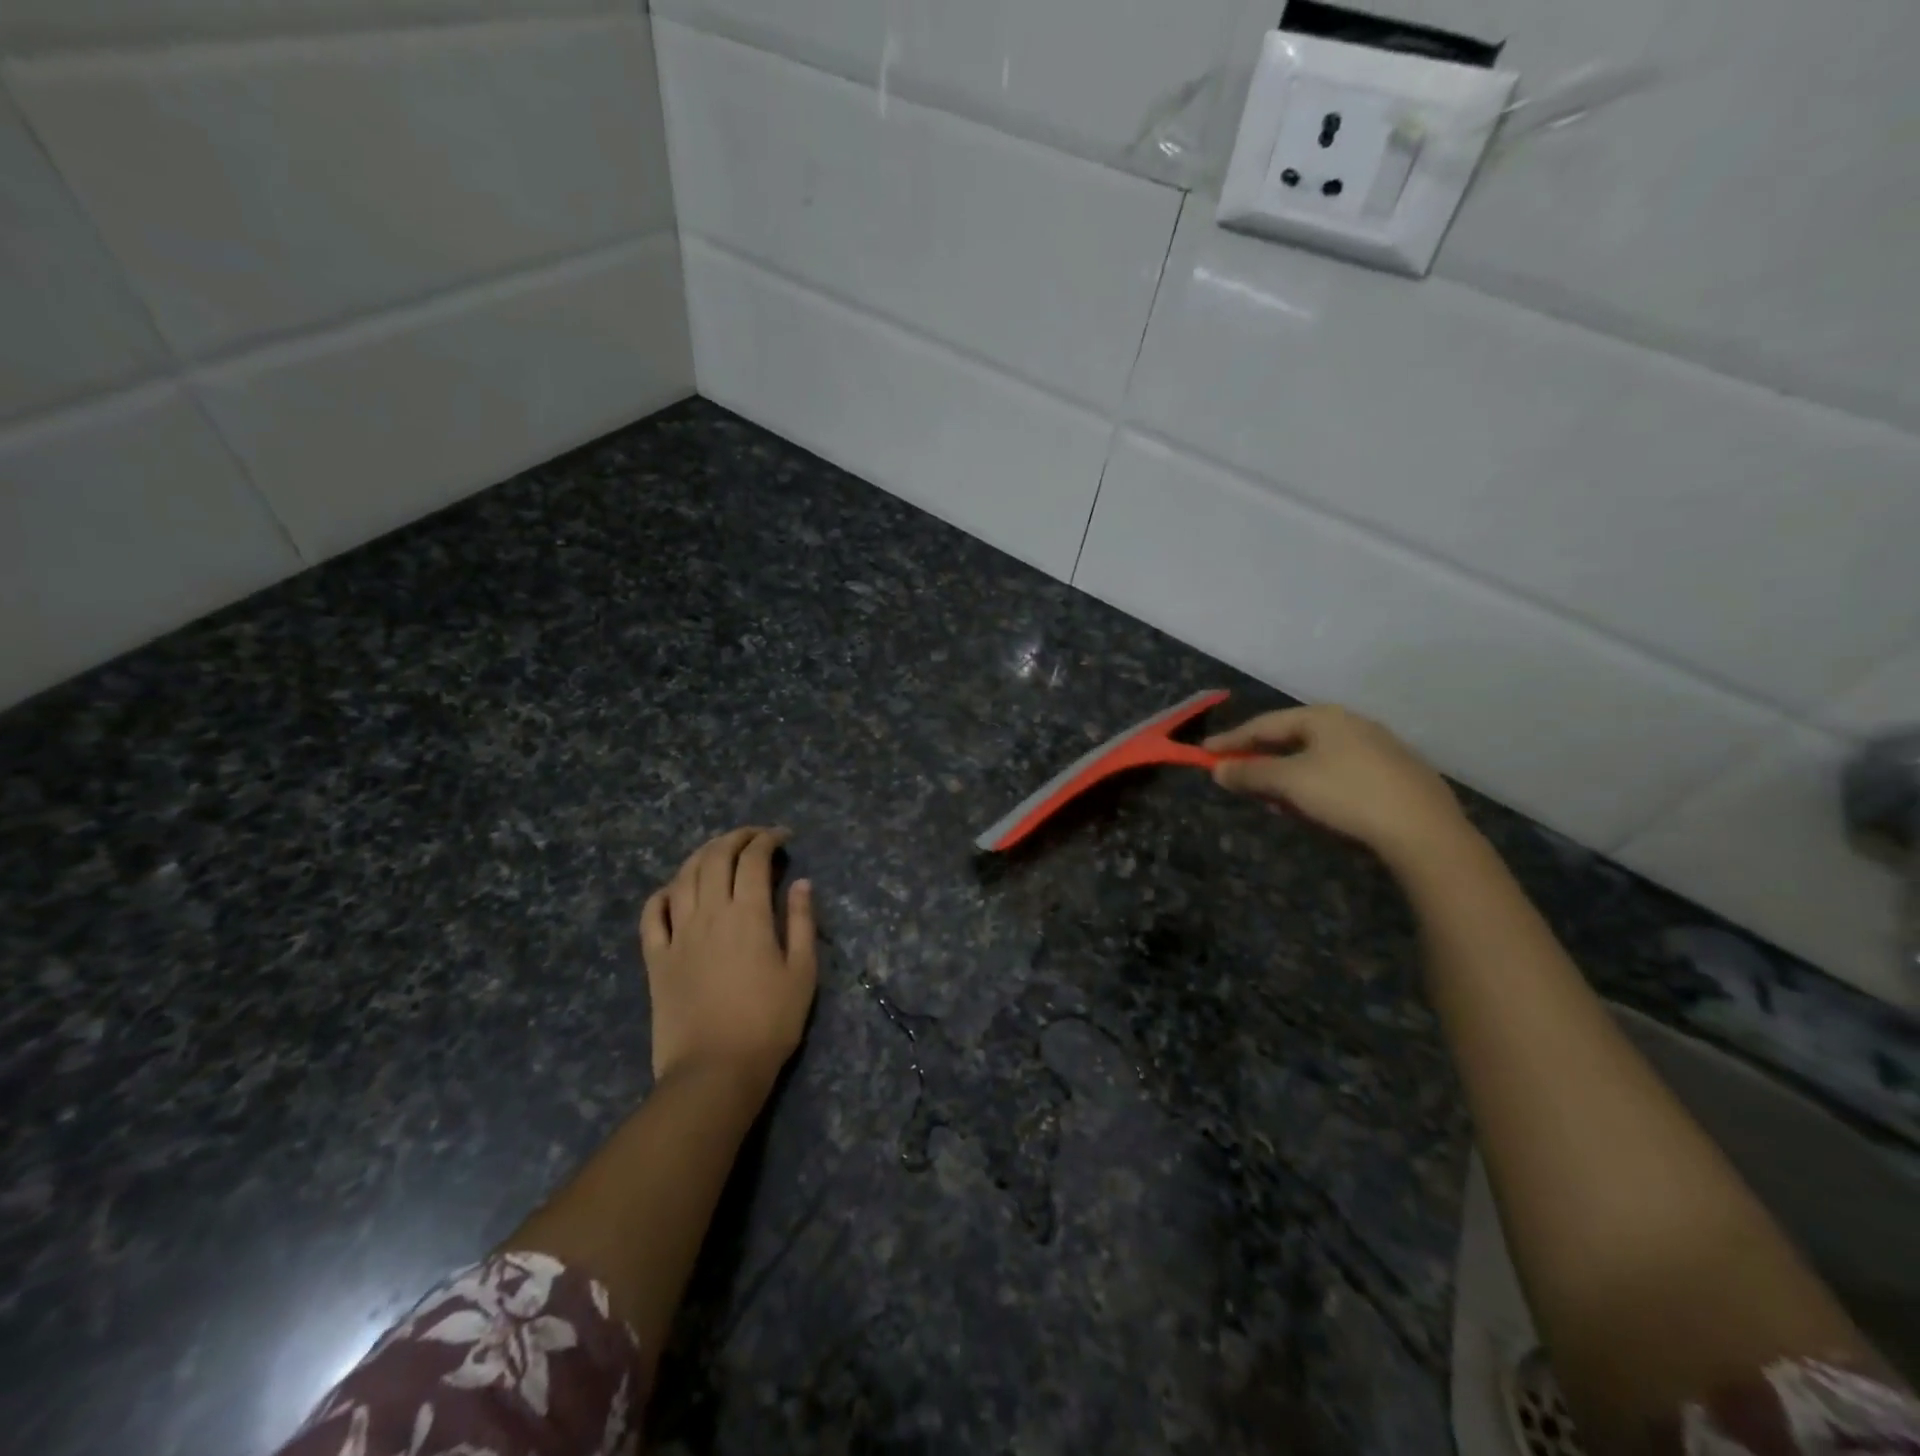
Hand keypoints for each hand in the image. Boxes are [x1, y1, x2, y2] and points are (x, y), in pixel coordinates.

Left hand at [640, 827, 817, 1089]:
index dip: (768, 839)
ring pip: (683, 876)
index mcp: (748, 915)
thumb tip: (802, 882)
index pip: (754, 859)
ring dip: (702, 854)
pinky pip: (651, 913)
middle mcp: (709, 913)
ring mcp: (677, 934)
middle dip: (736, 837)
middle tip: (754, 837)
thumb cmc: (769, 1023)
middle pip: (715, 857)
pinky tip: (675, 889)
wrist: (714, 1071)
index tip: (783, 837)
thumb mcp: (802, 973)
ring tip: (719, 851)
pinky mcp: (656, 958)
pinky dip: (663, 892)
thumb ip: (802, 922)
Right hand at [1205, 704, 1472, 868]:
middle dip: (1262, 760)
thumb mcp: (1288, 783)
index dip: (1231, 740)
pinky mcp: (1397, 776)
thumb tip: (1217, 769)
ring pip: (1317, 759)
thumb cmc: (1347, 795)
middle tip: (1239, 779)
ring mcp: (1379, 748)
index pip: (1265, 724)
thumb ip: (1250, 773)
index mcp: (1324, 717)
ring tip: (1276, 801)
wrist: (1425, 831)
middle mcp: (1352, 724)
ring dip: (1289, 777)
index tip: (1205, 753)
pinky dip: (1317, 787)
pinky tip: (1317, 810)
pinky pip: (1341, 775)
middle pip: (1292, 739)